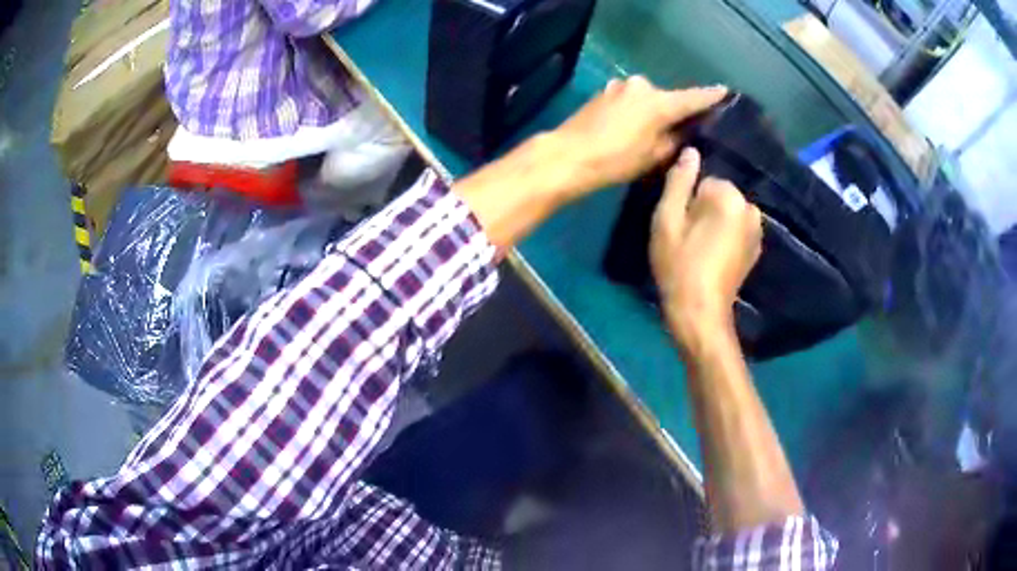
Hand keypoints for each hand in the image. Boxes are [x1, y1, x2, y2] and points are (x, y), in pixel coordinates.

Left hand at [551, 77, 726, 196]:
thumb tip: (686, 130)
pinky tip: (633, 126)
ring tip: (654, 131)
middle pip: (669, 97)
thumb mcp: (653, 156)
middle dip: (676, 111)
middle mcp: (642, 86)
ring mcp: (621, 86)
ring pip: (648, 98)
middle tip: (684, 129)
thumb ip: (675, 140)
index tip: (726, 92)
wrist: (568, 155)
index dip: (711, 96)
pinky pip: (631, 99)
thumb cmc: (615, 160)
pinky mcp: (605, 91)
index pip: (693, 97)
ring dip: (654, 110)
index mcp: (659, 102)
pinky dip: (638, 109)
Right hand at [649, 148, 762, 341]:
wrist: (700, 313)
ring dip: (714, 223)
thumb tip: (690, 151)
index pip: (704, 181)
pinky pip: (736, 228)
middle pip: (718, 195)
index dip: (688, 201)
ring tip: (699, 249)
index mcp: (730, 197)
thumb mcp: (667, 220)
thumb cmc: (679, 265)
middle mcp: (750, 208)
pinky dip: (725, 236)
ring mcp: (757, 230)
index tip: (680, 225)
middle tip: (687, 238)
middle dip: (703, 210)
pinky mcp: (756, 248)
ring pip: (727, 212)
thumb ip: (679, 181)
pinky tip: (713, 257)